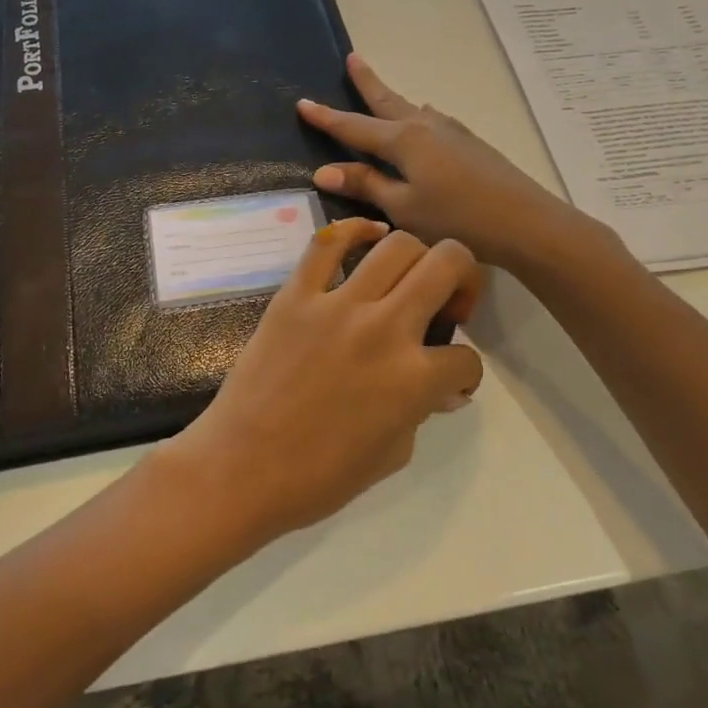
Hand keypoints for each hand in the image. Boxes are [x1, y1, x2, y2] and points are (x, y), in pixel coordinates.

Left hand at [164, 217, 484, 544]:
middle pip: (448, 265)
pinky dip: (353, 230)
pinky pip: (327, 243)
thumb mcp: (390, 455)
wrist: (240, 468)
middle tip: (447, 303)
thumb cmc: (318, 477)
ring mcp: (337, 306)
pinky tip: (368, 235)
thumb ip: (420, 412)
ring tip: (409, 277)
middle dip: (464, 279)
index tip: (451, 380)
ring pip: (397, 245)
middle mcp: (385, 330)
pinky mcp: (296, 295)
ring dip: (418, 256)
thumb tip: (440, 389)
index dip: (466, 372)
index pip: (466, 358)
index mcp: (413, 380)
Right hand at [297, 54, 579, 272]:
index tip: (303, 102)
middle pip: (387, 101)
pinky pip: (432, 121)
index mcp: (403, 140)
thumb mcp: (403, 207)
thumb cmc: (456, 218)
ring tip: (380, 90)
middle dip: (367, 82)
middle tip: (353, 58)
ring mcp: (452, 132)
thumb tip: (323, 169)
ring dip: (393, 100)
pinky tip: (424, 122)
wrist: (526, 222)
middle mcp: (425, 126)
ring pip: (412, 110)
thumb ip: (366, 185)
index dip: (326, 117)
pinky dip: (417, 117)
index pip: (354, 126)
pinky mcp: (470, 144)